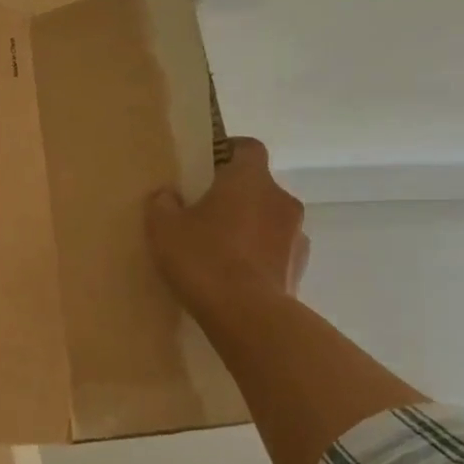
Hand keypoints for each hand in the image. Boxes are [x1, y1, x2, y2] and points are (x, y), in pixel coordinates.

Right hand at [146, 138, 307, 308]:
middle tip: (204, 214)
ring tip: (220, 251)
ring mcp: (297, 235)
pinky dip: (259, 257)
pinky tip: (235, 276)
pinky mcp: (300, 269)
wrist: (247, 316)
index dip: (229, 152)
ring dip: (250, 228)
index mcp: (250, 179)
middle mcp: (281, 199)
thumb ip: (163, 204)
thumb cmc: (204, 258)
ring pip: (269, 220)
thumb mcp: (163, 228)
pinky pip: (276, 252)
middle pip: (258, 186)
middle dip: (235, 197)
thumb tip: (169, 196)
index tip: (207, 167)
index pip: (248, 147)